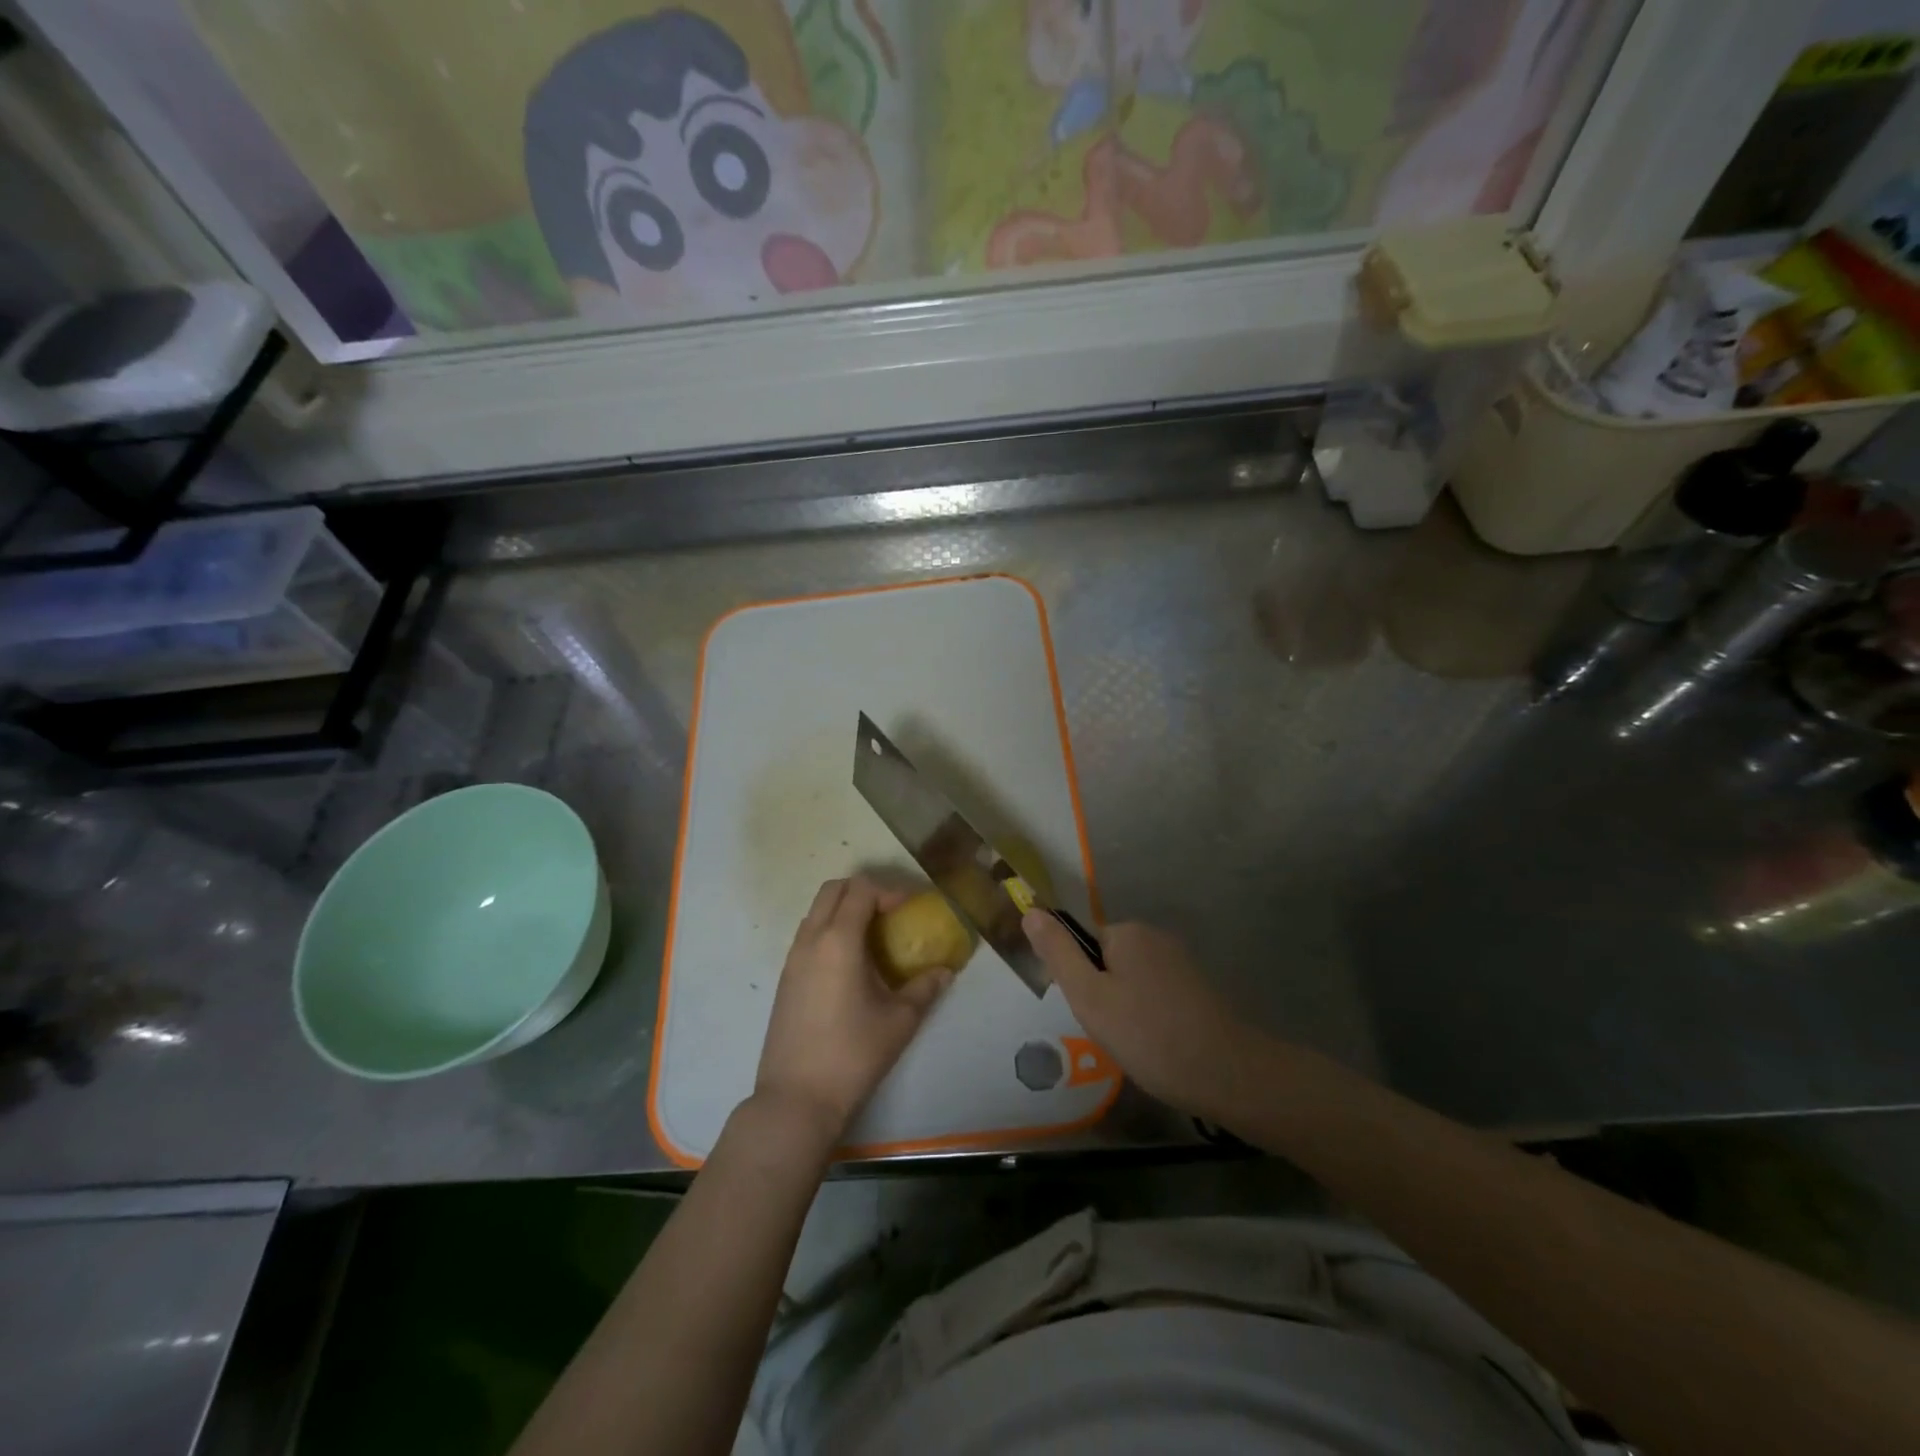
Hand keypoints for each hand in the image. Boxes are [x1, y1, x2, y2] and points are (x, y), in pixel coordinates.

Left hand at [755, 877, 951, 1146]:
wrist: (796, 1099)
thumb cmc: (852, 1054)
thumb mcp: (900, 1021)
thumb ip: (925, 988)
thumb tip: (945, 971)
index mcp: (838, 940)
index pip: (861, 890)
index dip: (889, 890)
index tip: (910, 909)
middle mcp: (811, 940)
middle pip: (833, 889)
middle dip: (864, 891)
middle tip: (891, 913)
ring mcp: (792, 959)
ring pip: (816, 911)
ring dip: (844, 910)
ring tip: (873, 937)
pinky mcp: (785, 979)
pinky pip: (808, 935)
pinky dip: (830, 930)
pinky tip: (851, 964)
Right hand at [1025, 913, 1256, 1122]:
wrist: (1228, 1074)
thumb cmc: (1148, 1034)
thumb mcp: (1089, 996)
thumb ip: (1058, 953)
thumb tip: (1031, 911)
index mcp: (1128, 932)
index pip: (1084, 946)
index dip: (1081, 981)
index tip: (1093, 1013)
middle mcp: (1156, 937)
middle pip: (1109, 962)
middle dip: (1104, 997)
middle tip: (1114, 1033)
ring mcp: (1182, 963)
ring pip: (1133, 983)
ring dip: (1128, 1010)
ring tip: (1138, 1045)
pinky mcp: (1199, 989)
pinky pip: (1158, 997)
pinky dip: (1152, 1018)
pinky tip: (1160, 1047)